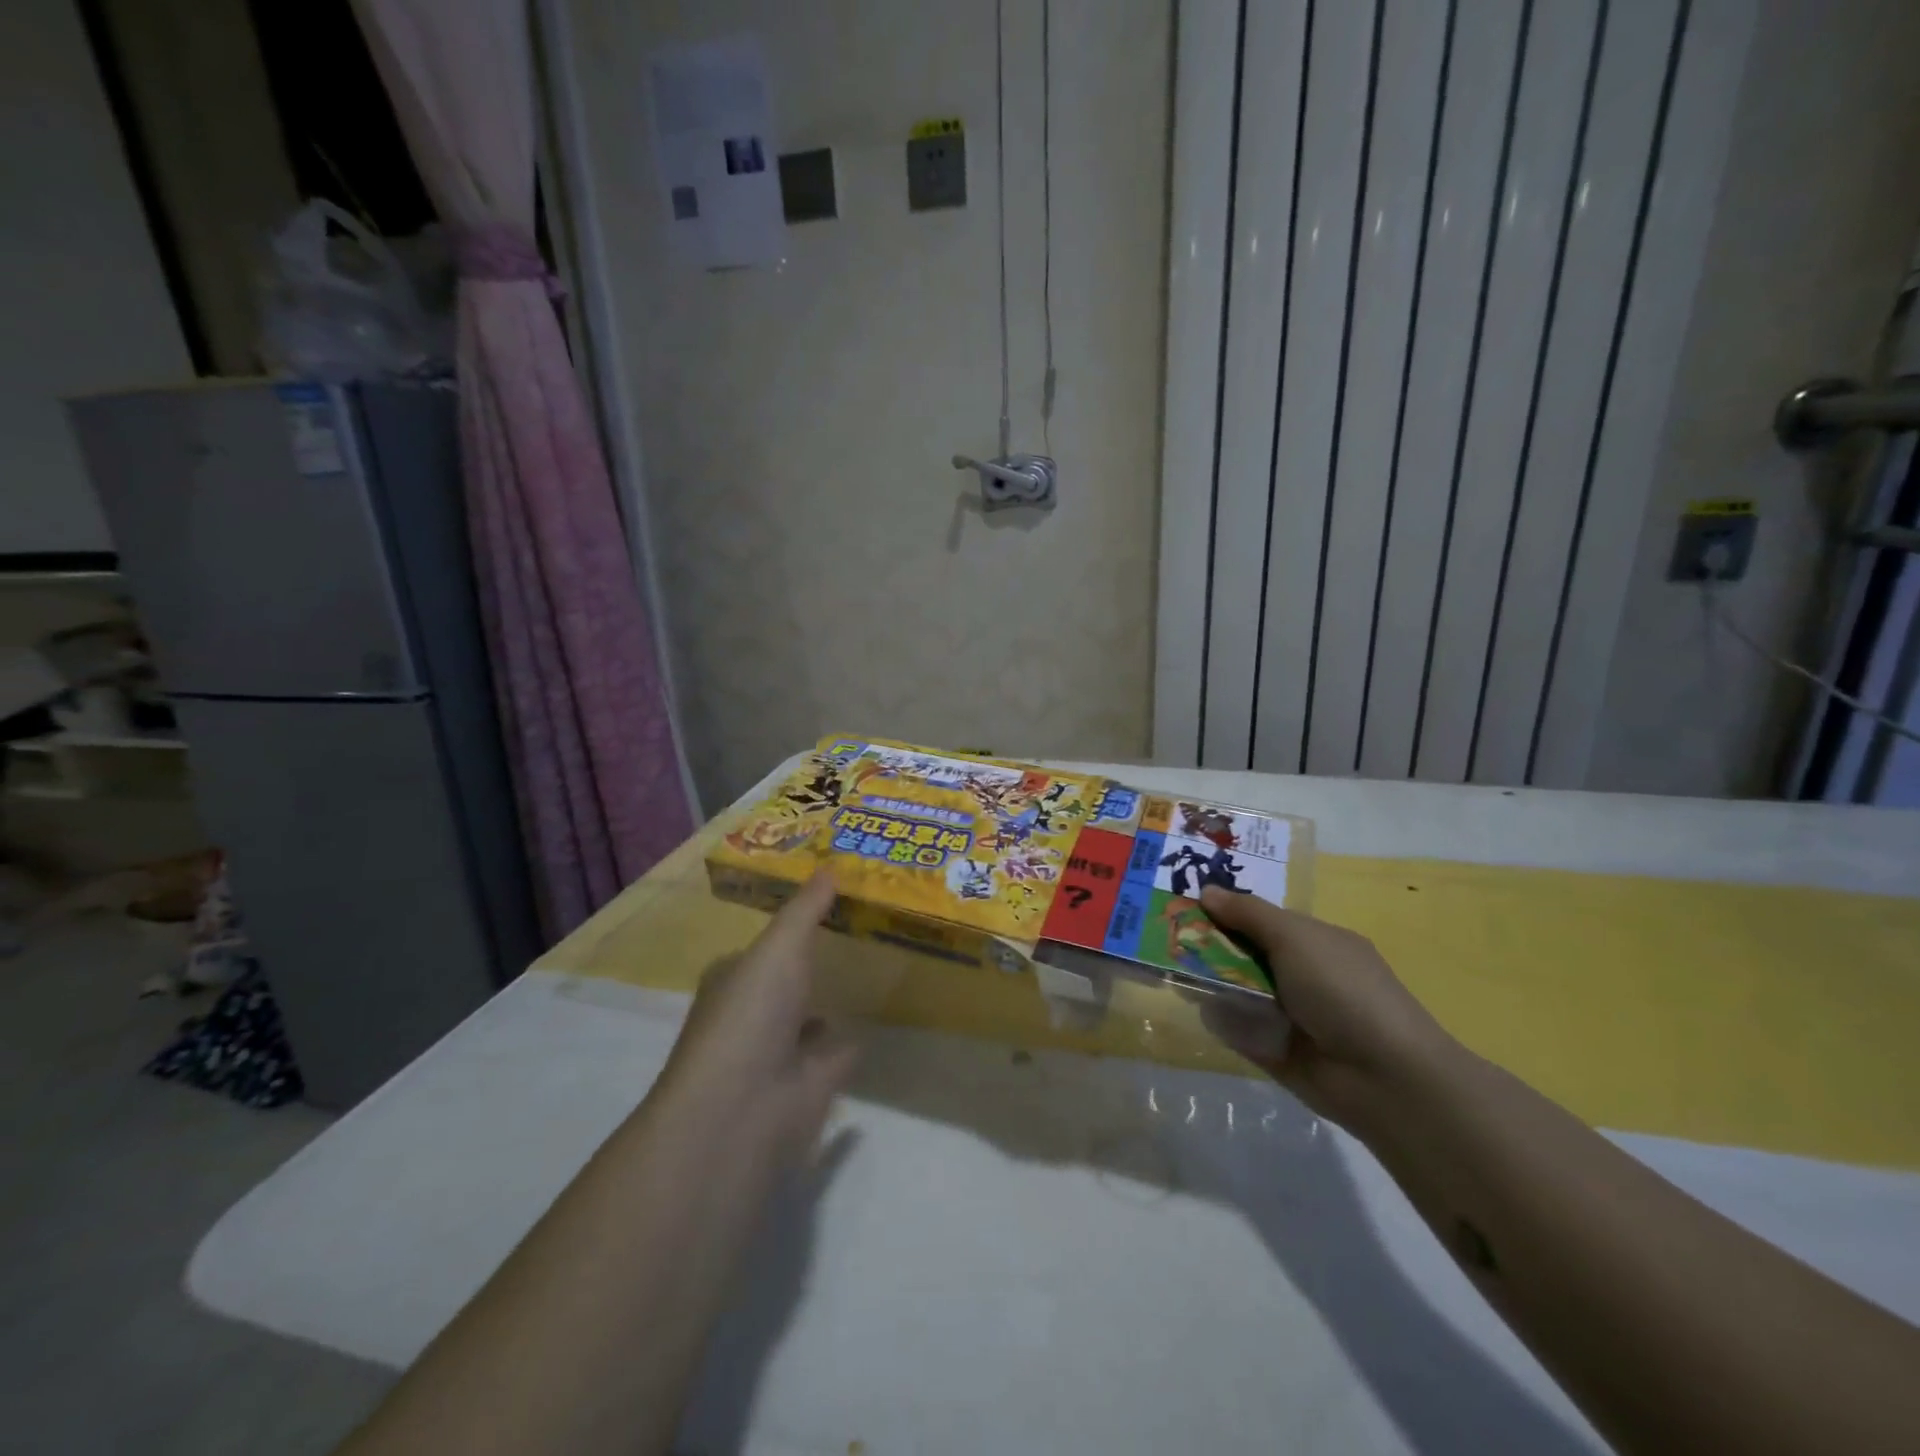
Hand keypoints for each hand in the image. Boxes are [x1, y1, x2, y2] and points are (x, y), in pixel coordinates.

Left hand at [654, 872, 858, 1166]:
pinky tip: (879, 1017)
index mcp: (733, 979)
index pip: (761, 947)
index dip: (790, 924)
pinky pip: (838, 1050)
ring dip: (830, 1002)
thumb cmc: (750, 1014)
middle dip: (813, 962)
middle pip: (787, 980)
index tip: (829, 901)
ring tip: (874, 969)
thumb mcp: (779, 946)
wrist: (744, 1109)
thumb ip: (806, 909)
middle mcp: (752, 1014)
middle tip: (862, 928)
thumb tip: (831, 865)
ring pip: (811, 1018)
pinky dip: (853, 1038)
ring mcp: (780, 1052)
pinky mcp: (810, 1083)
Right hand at [1198, 887, 1454, 1132]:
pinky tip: (1203, 1010)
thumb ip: (1247, 914)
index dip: (1223, 911)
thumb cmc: (1342, 990)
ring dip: (1209, 982)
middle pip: (1243, 954)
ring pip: (1236, 990)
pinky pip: (1237, 1028)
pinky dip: (1222, 1020)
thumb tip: (1206, 890)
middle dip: (1208, 946)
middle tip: (1166, 939)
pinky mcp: (1274, 1049)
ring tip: (1173, 973)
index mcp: (1312, 942)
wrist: (1383, 1077)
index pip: (1258, 919)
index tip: (1183, 906)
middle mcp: (1299, 974)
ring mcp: (1287, 1014)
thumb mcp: (1294, 937)